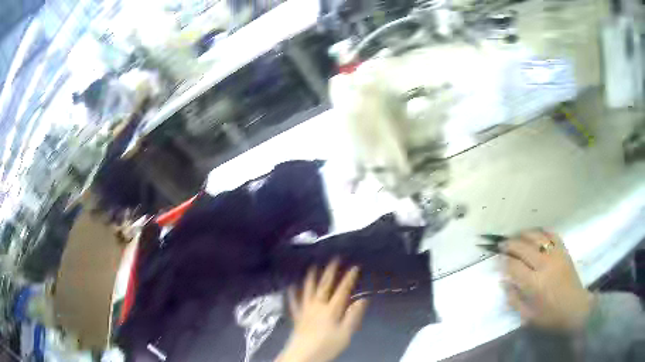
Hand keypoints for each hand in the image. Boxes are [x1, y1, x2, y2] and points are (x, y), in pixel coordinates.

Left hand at [277, 260, 367, 361]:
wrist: (303, 355)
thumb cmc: (327, 346)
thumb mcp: (345, 334)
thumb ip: (353, 317)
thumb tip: (362, 300)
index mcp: (331, 310)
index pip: (342, 291)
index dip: (348, 278)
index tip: (354, 267)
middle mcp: (317, 306)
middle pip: (324, 286)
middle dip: (330, 272)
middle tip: (334, 259)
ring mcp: (305, 310)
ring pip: (308, 290)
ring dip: (311, 278)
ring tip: (312, 267)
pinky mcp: (297, 317)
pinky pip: (294, 303)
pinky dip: (292, 294)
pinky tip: (291, 287)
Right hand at [502, 230, 593, 330]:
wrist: (575, 308)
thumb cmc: (550, 316)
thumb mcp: (528, 316)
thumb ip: (514, 299)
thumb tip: (503, 282)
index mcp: (534, 284)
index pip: (514, 266)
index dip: (503, 261)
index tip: (496, 259)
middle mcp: (544, 265)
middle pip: (523, 247)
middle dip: (509, 244)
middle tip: (500, 244)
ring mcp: (556, 255)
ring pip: (537, 237)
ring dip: (523, 234)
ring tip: (515, 236)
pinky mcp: (564, 251)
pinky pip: (552, 235)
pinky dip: (542, 231)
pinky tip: (535, 233)